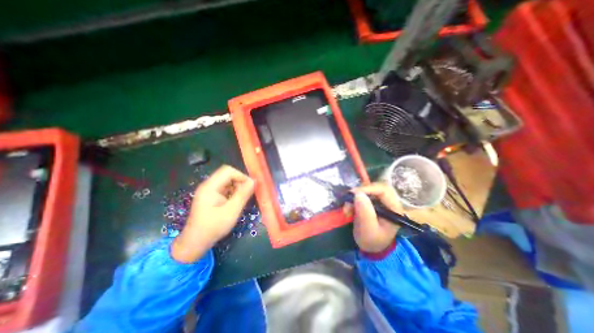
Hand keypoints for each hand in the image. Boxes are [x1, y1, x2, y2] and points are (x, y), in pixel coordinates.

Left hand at [171, 165, 256, 263]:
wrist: (195, 242)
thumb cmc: (213, 227)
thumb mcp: (231, 211)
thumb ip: (243, 194)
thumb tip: (254, 181)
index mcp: (210, 186)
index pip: (228, 171)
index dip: (241, 176)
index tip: (250, 188)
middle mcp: (208, 185)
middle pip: (228, 175)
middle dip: (240, 182)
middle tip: (246, 195)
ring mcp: (209, 191)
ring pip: (228, 181)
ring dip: (237, 188)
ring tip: (241, 201)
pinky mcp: (211, 196)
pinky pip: (225, 188)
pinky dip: (233, 193)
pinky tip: (235, 203)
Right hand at [344, 182, 403, 252]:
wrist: (371, 247)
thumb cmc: (372, 241)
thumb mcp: (368, 230)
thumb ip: (365, 213)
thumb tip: (358, 194)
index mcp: (394, 208)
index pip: (384, 190)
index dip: (368, 188)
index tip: (353, 194)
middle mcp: (388, 202)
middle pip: (374, 187)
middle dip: (359, 193)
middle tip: (348, 202)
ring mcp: (379, 201)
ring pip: (366, 190)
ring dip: (354, 198)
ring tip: (347, 210)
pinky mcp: (371, 201)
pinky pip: (362, 194)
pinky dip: (353, 200)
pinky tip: (349, 209)